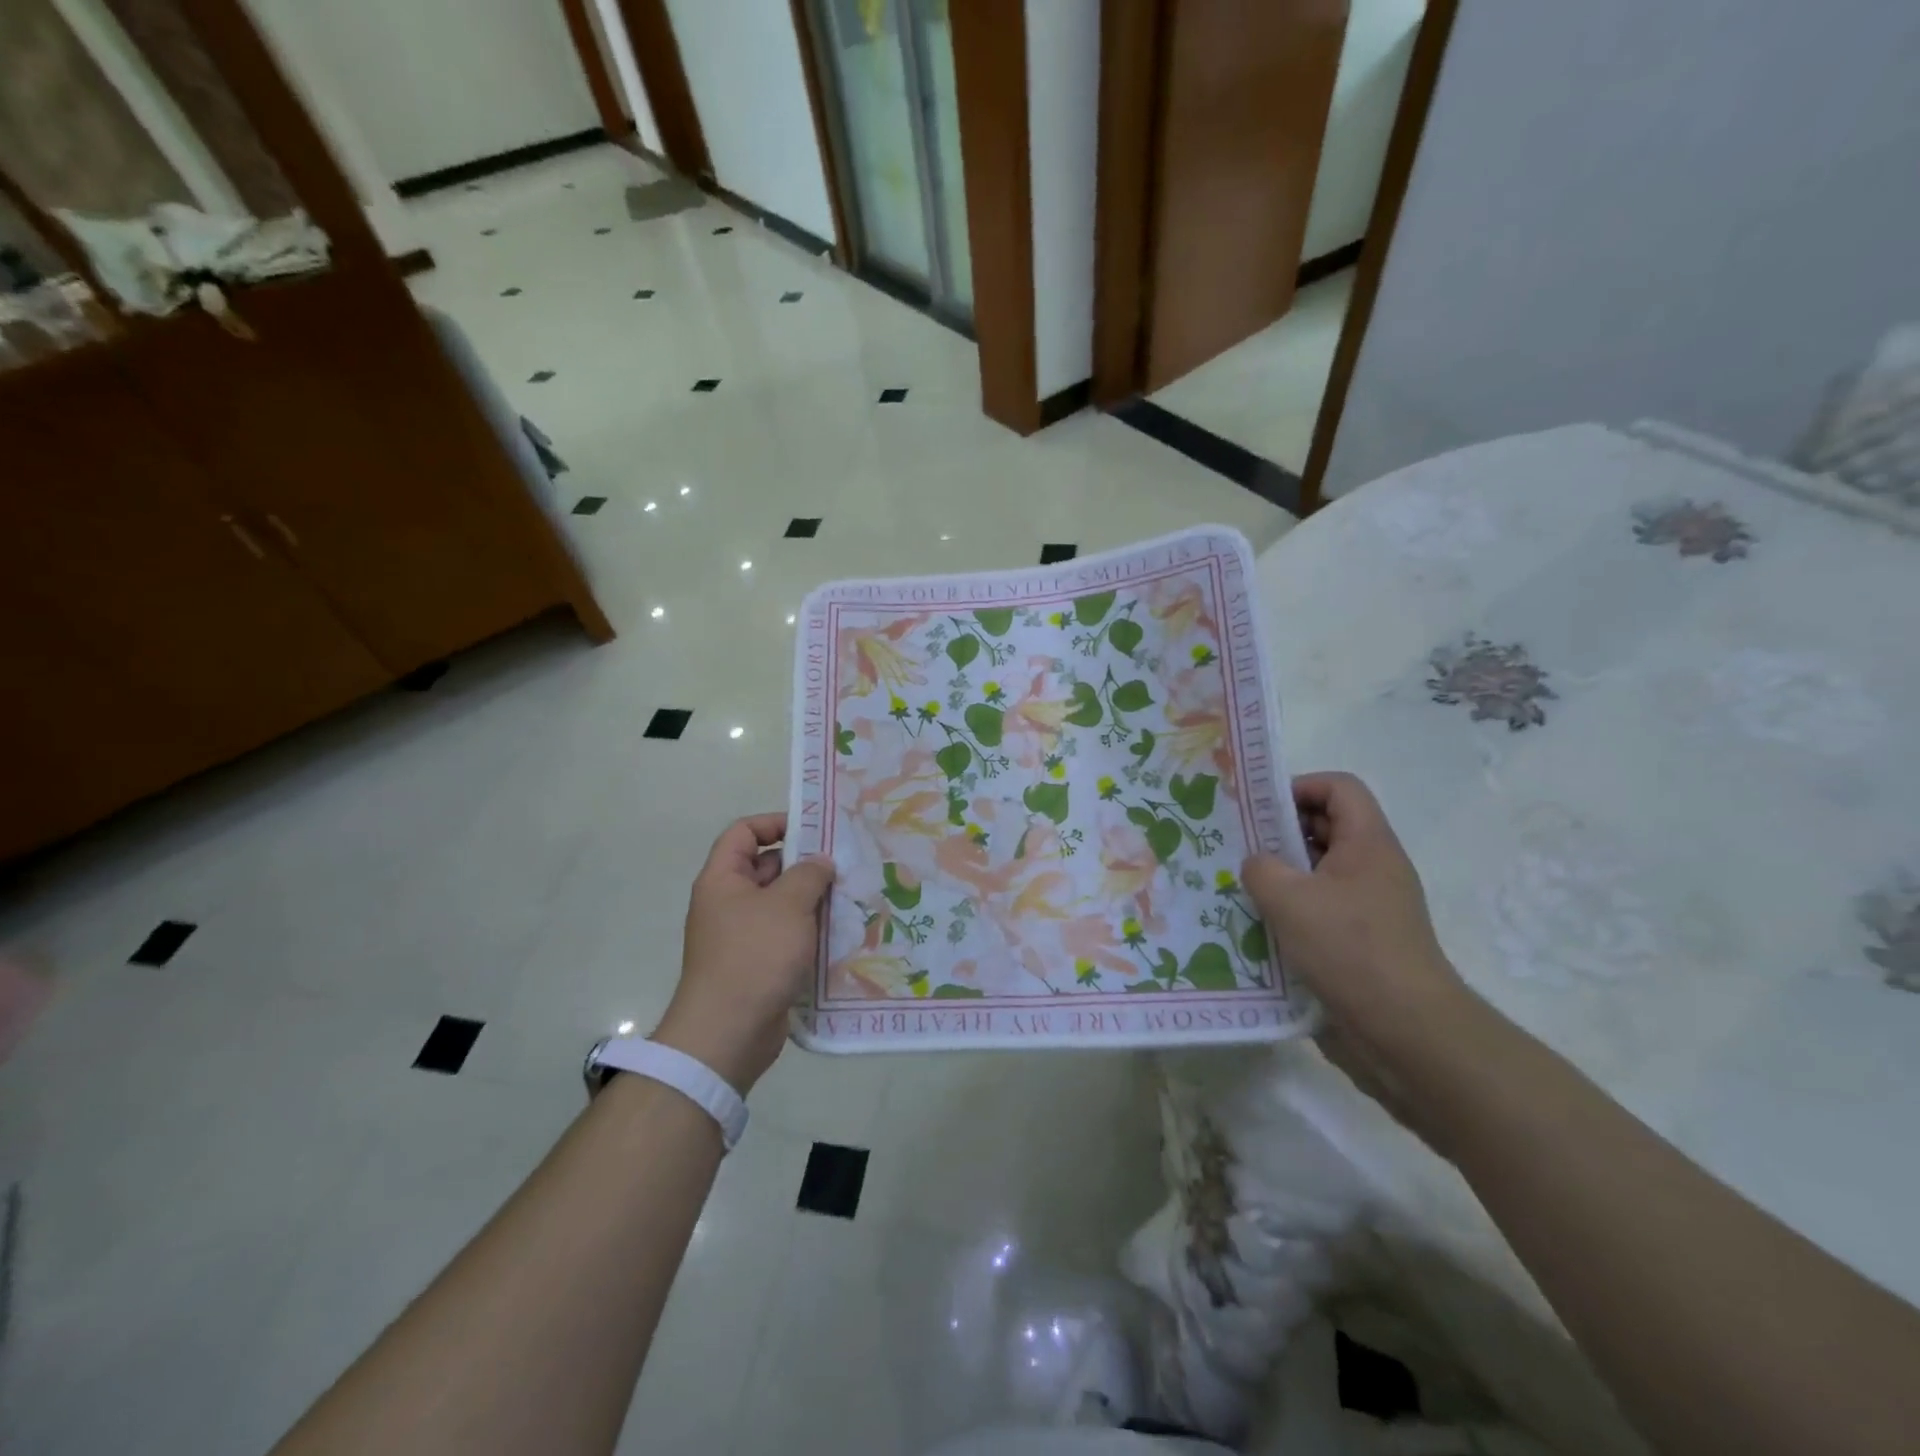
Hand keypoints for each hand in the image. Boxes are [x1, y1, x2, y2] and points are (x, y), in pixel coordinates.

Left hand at [654, 813, 834, 1094]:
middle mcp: (728, 903)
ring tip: (849, 896)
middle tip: (843, 865)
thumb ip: (808, 875)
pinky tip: (840, 933)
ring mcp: (741, 935)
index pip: (744, 832)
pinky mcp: (757, 964)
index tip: (813, 831)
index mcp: (723, 879)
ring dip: (811, 900)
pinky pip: (784, 935)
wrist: (729, 1033)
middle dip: (803, 864)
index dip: (775, 823)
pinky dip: (808, 931)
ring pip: (780, 904)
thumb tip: (820, 862)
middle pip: (765, 867)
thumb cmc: (755, 955)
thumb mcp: (788, 905)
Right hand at [1243, 774, 1480, 1124]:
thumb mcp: (1290, 899)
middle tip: (1236, 845)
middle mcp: (1373, 868)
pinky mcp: (1360, 942)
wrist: (1407, 1032)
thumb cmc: (1350, 949)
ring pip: (1319, 872)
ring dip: (1281, 874)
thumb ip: (1261, 868)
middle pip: (1326, 827)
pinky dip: (1290, 910)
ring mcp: (1369, 907)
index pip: (1339, 788)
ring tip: (1237, 886)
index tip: (1258, 809)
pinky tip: (1256, 926)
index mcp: (1368, 843)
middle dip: (1280, 831)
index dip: (1299, 786)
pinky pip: (1320, 909)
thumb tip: (1256, 865)